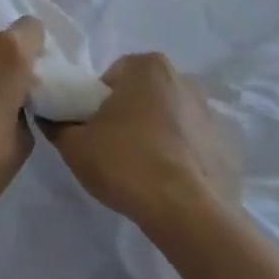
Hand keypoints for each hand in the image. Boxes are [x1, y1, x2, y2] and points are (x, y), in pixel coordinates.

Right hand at [50, 53, 240, 240]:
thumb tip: (51, 117)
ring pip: (169, 119)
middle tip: (112, 151)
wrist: (188, 212)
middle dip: (127, 116)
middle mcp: (184, 79)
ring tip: (141, 172)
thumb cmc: (126, 163)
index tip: (91, 132)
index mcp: (148, 66)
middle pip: (142, 95)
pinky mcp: (227, 146)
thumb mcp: (74, 145)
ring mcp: (211, 112)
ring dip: (155, 136)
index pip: (111, 77)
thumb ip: (57, 124)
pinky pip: (192, 145)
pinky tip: (168, 184)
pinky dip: (180, 157)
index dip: (95, 104)